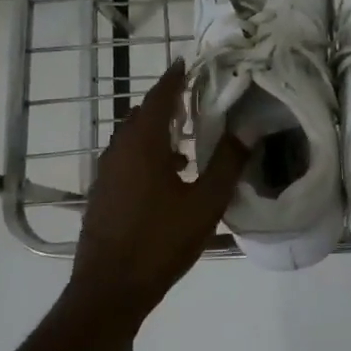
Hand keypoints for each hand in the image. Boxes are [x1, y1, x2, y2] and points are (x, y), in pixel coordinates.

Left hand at [70, 61, 245, 315]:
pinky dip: (148, 153)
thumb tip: (247, 130)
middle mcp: (119, 150)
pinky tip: (170, 175)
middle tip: (195, 97)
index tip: (188, 61)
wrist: (109, 289)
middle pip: (143, 114)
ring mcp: (107, 173)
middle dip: (168, 103)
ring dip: (158, 130)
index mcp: (142, 144)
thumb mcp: (204, 204)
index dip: (175, 78)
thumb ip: (227, 164)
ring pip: (133, 138)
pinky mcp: (103, 194)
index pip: (160, 97)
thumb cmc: (160, 241)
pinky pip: (127, 159)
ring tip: (188, 136)